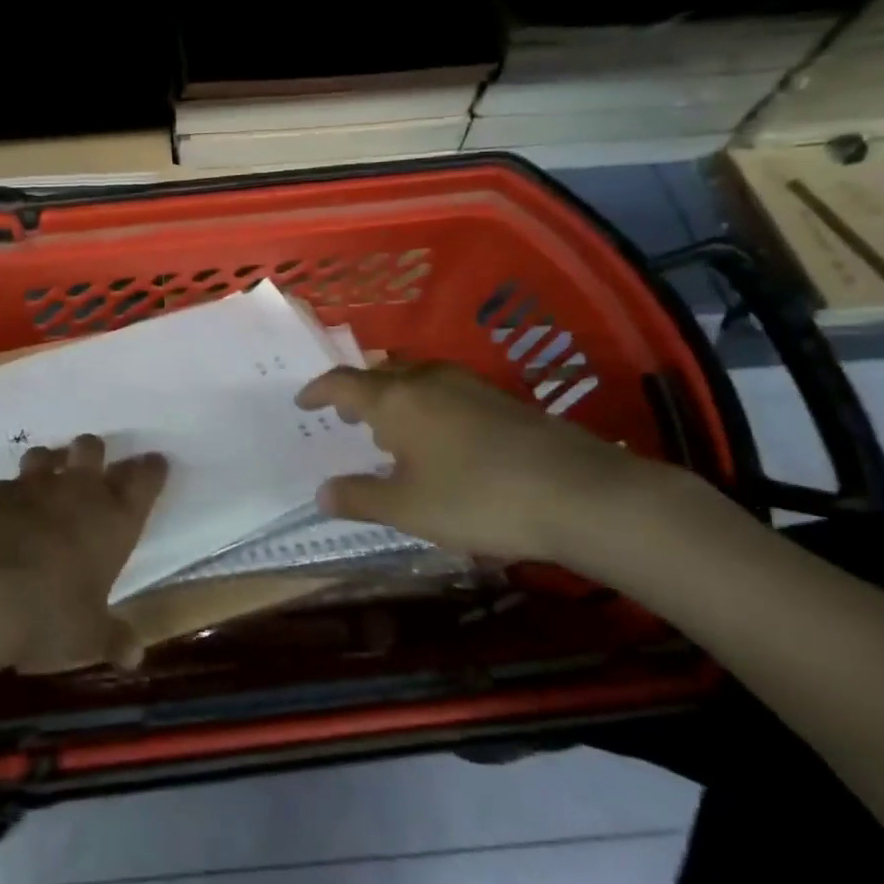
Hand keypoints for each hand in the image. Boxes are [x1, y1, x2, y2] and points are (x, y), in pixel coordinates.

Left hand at [0, 435, 167, 673]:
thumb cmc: (51, 615)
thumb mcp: (90, 637)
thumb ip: (114, 639)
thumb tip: (134, 657)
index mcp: (115, 520)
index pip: (145, 478)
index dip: (151, 469)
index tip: (154, 464)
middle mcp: (78, 491)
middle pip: (92, 448)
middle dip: (92, 455)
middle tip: (89, 473)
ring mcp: (32, 486)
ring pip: (46, 455)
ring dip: (48, 465)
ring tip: (44, 485)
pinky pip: (3, 485)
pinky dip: (4, 498)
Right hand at [295, 362, 689, 568]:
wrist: (579, 493)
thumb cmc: (476, 498)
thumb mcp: (408, 508)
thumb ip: (360, 498)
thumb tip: (321, 493)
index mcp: (395, 399)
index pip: (343, 382)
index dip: (319, 391)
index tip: (304, 402)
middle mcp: (428, 380)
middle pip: (381, 375)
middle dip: (358, 393)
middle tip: (347, 417)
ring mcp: (469, 385)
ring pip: (417, 380)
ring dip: (395, 398)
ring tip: (390, 428)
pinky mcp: (502, 400)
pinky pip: (446, 392)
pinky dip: (426, 406)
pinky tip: (440, 439)